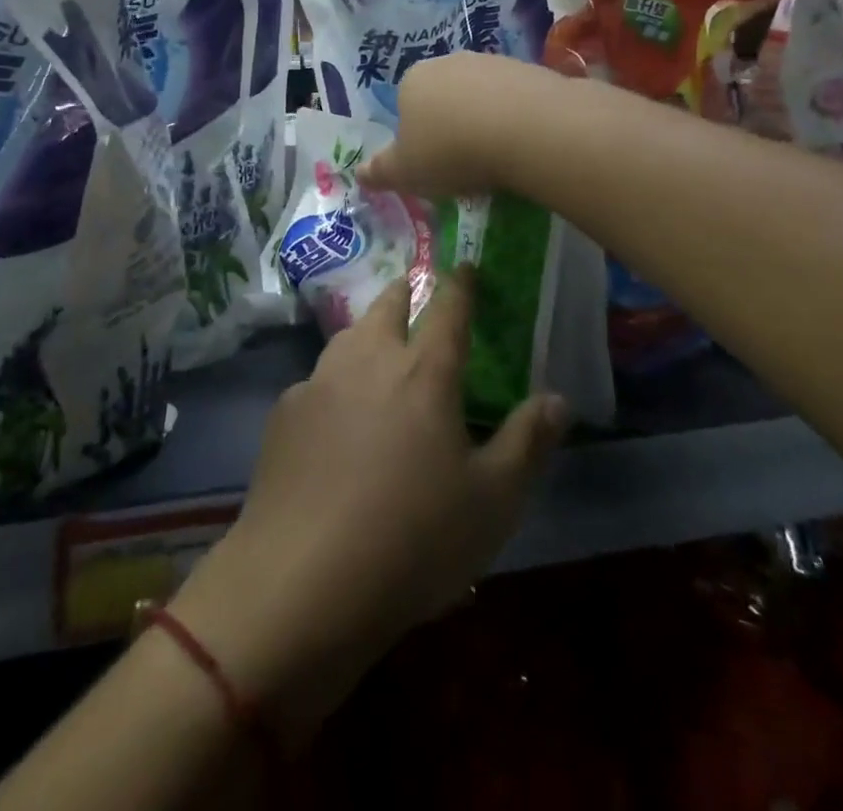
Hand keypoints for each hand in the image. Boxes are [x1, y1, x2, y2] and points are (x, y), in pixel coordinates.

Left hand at [170, 268, 568, 742]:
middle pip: (386, 306)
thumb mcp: (493, 502)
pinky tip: (333, 412)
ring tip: (375, 338)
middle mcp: (369, 361)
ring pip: (347, 337)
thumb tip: (558, 397)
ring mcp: (319, 383)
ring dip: (366, 329)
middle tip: (412, 287)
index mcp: (424, 373)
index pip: (447, 309)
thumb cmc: (414, 539)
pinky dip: (333, 381)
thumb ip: (528, 442)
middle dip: (403, 290)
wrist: (304, 578)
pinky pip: (316, 381)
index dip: (460, 284)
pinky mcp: (284, 413)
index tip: (465, 264)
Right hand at [356, 51, 563, 198]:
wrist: (527, 129)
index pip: (405, 105)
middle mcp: (449, 62)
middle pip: (443, 97)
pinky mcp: (529, 70)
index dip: (415, 136)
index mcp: (412, 80)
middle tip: (462, 164)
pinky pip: (514, 99)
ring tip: (495, 158)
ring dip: (484, 121)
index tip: (430, 163)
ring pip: (480, 96)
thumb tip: (359, 174)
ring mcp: (492, 62)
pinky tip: (522, 144)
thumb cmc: (451, 150)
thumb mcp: (405, 172)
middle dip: (450, 125)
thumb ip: (380, 172)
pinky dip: (514, 119)